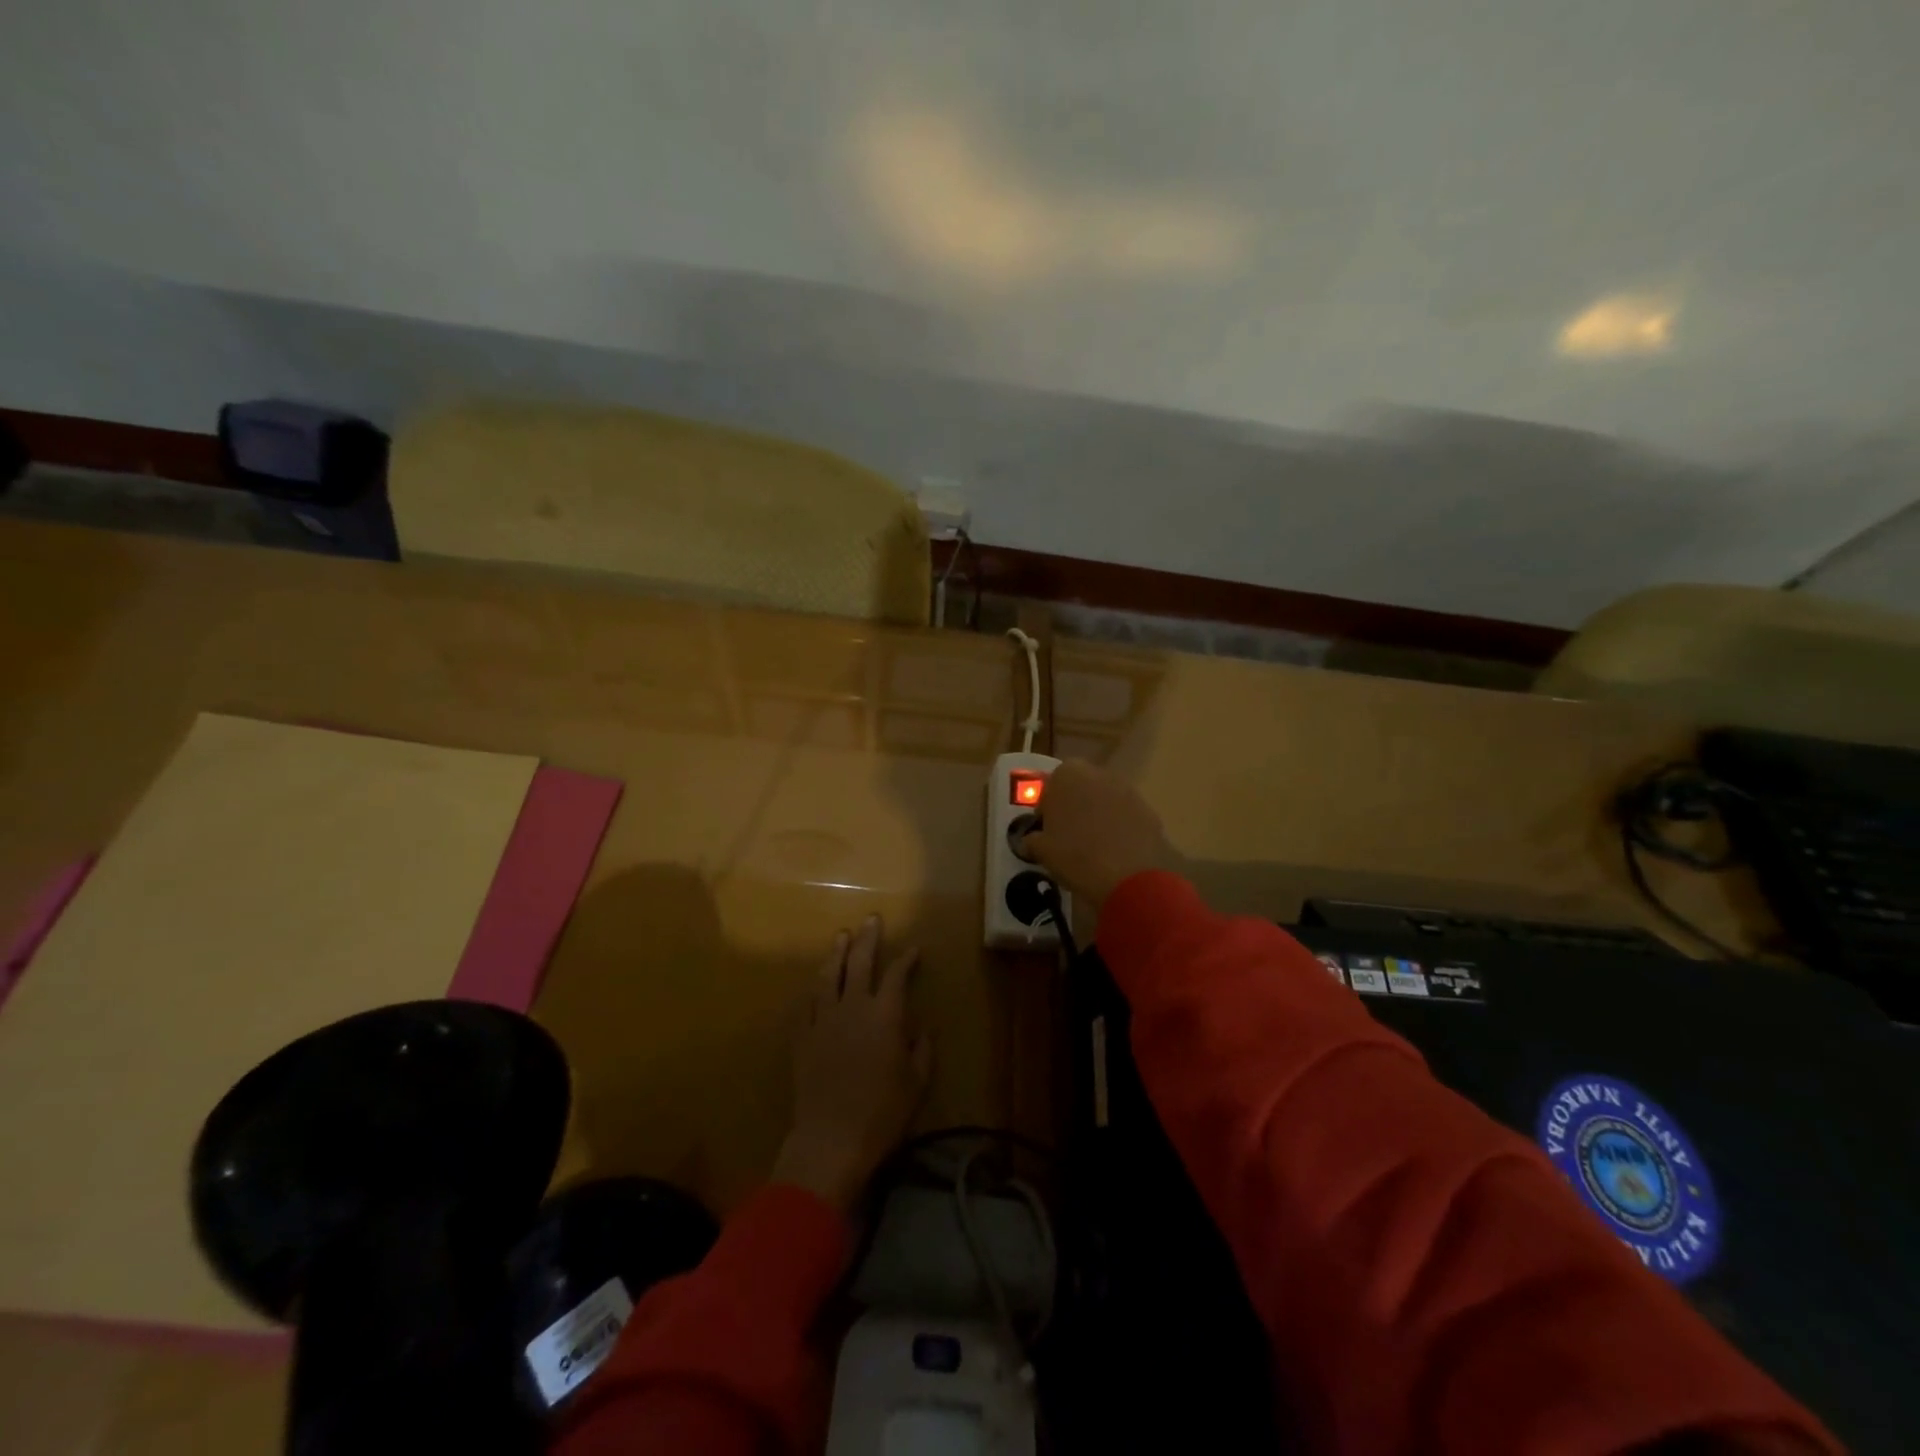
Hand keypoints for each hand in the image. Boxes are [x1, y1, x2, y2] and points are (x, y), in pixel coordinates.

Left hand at [772, 916, 931, 1213]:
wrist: (831, 1139)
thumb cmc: (882, 1113)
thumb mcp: (916, 1083)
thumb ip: (921, 1049)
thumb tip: (920, 1027)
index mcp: (885, 1015)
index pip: (896, 975)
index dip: (906, 959)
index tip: (914, 950)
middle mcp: (853, 1007)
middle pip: (859, 962)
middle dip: (867, 938)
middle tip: (871, 920)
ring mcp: (823, 1019)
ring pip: (828, 976)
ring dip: (836, 953)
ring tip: (841, 936)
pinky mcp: (802, 1037)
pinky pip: (806, 1004)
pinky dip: (813, 989)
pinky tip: (816, 982)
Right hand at [1024, 759, 1173, 910]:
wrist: (1130, 876)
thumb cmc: (1075, 856)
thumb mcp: (1041, 850)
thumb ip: (1031, 840)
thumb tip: (1030, 841)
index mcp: (1067, 775)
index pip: (1050, 786)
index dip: (1047, 809)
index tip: (1046, 830)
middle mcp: (1098, 774)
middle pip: (1080, 789)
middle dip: (1073, 808)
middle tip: (1067, 838)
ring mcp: (1127, 790)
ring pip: (1104, 801)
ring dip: (1097, 817)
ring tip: (1092, 848)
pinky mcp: (1148, 810)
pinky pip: (1125, 816)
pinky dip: (1118, 829)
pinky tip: (1114, 853)